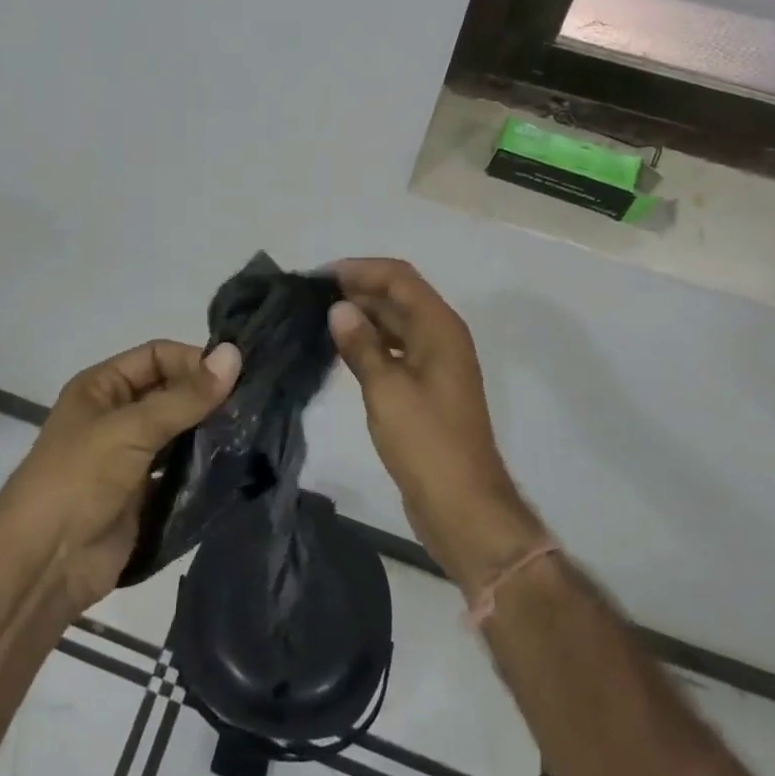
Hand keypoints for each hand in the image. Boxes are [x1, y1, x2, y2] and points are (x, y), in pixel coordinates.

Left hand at [0, 339, 239, 617]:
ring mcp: (130, 457)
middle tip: (252, 404)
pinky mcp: (143, 495)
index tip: (236, 376)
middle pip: (170, 393)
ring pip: (178, 432)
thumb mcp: (131, 429)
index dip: (193, 360)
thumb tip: (234, 355)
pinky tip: (234, 465)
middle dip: (206, 397)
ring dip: (208, 432)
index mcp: (102, 387)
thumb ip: (185, 397)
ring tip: (250, 432)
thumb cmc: (79, 480)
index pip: (157, 356)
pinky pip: (180, 471)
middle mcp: (116, 415)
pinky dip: (203, 468)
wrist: (44, 565)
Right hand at [328, 259, 544, 587]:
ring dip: (363, 316)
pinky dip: (371, 342)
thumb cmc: (426, 442)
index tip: (320, 277)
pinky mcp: (427, 389)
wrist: (463, 506)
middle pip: (399, 296)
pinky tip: (342, 349)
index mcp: (440, 328)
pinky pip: (396, 350)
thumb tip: (338, 309)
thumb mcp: (387, 389)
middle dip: (358, 290)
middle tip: (311, 297)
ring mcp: (436, 364)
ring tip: (319, 318)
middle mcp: (441, 337)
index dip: (360, 269)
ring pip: (397, 323)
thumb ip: (361, 345)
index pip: (399, 277)